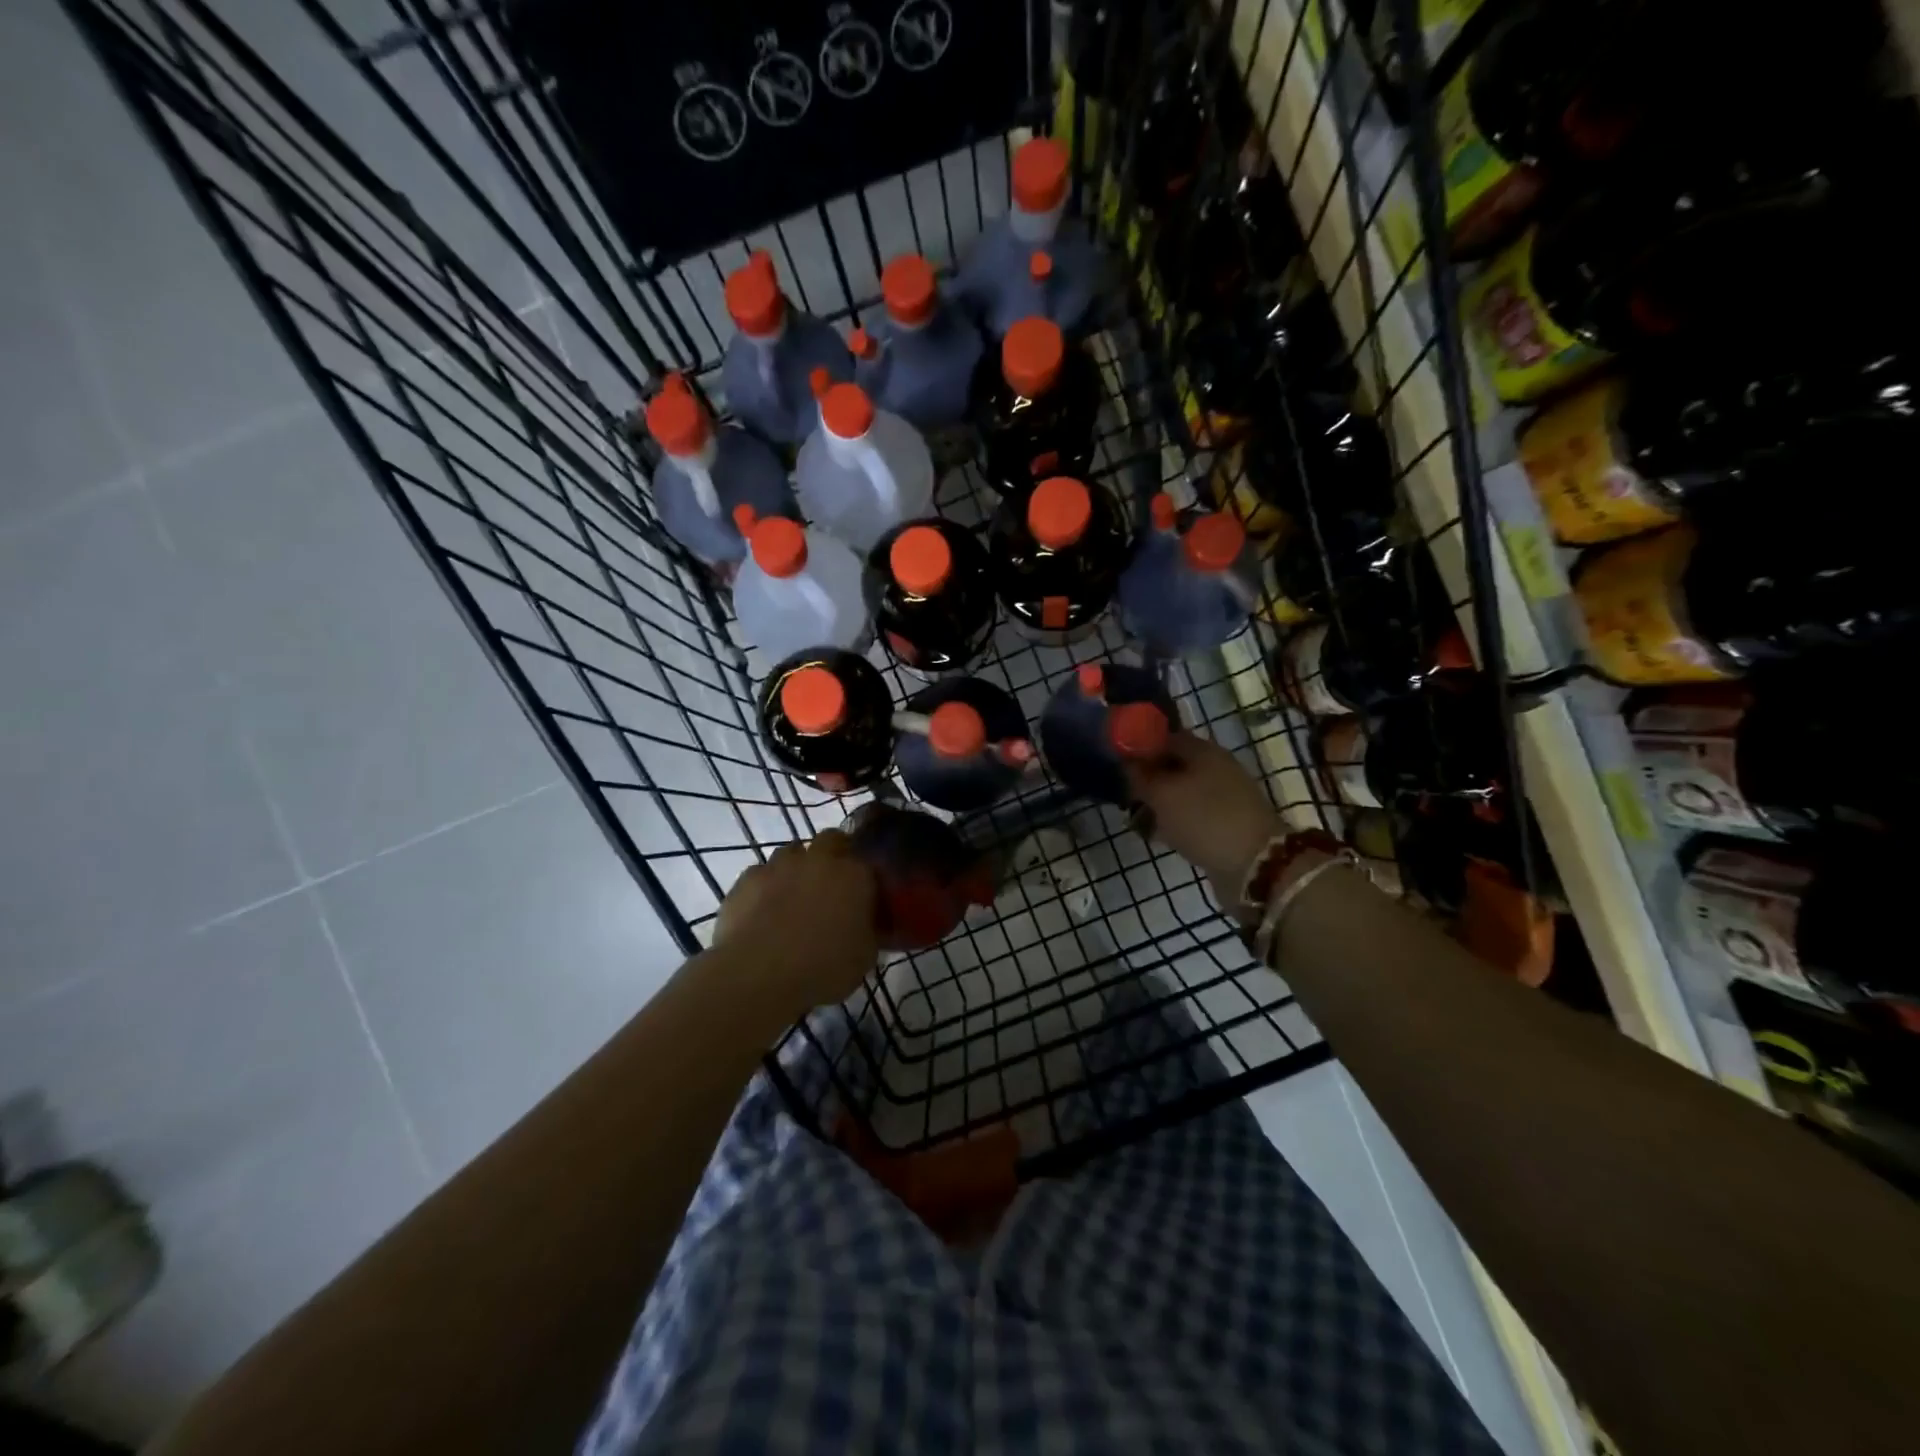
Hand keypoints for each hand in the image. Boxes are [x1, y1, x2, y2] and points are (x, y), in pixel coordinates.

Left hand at [712, 830, 878, 1016]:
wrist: (760, 975)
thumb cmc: (824, 967)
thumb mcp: (865, 956)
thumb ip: (869, 931)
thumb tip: (865, 925)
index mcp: (855, 874)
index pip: (867, 860)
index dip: (864, 875)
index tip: (862, 895)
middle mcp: (820, 859)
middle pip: (831, 839)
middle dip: (832, 855)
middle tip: (830, 886)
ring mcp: (780, 865)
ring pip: (792, 853)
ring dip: (796, 869)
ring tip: (792, 899)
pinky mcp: (747, 878)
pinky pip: (761, 874)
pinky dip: (764, 887)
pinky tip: (762, 912)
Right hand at [1126, 732, 1281, 912]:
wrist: (1256, 865)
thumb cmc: (1203, 818)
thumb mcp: (1162, 794)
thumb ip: (1140, 776)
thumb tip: (1126, 761)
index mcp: (1203, 751)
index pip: (1165, 737)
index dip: (1139, 746)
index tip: (1116, 760)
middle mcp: (1216, 768)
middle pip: (1174, 765)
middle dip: (1148, 777)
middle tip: (1122, 791)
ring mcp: (1224, 797)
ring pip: (1182, 792)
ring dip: (1159, 802)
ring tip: (1135, 816)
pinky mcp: (1226, 824)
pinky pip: (1192, 815)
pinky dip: (1174, 821)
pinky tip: (1157, 833)